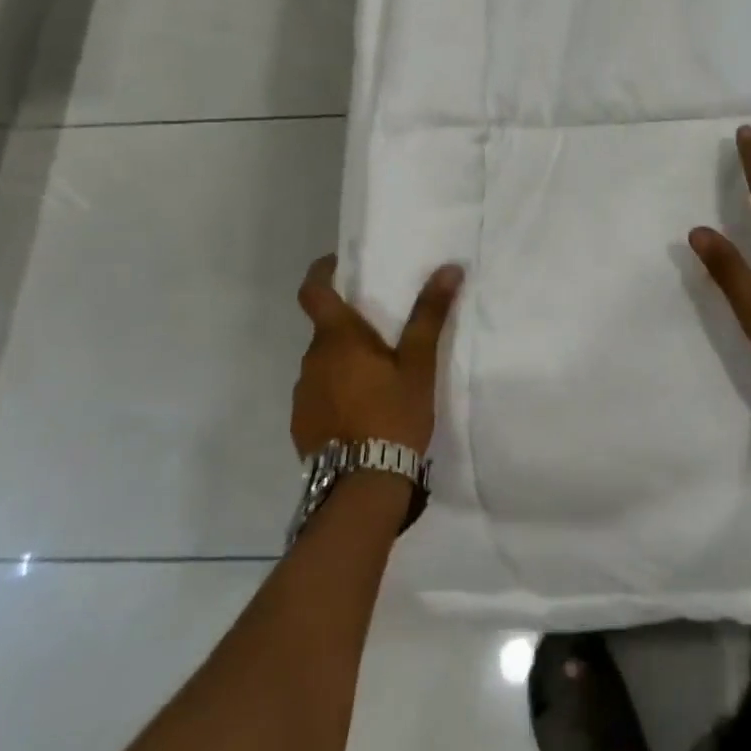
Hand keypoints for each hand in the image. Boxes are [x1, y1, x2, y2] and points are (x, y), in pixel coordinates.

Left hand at [291, 255, 462, 458]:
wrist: (362, 487)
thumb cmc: (392, 414)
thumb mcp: (418, 363)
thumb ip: (429, 314)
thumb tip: (449, 268)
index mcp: (337, 339)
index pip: (313, 292)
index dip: (321, 272)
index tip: (337, 263)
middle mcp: (311, 361)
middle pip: (325, 330)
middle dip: (349, 325)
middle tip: (384, 331)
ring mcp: (302, 395)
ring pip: (323, 363)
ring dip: (344, 361)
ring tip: (379, 375)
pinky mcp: (302, 426)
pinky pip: (319, 394)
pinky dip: (338, 391)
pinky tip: (364, 410)